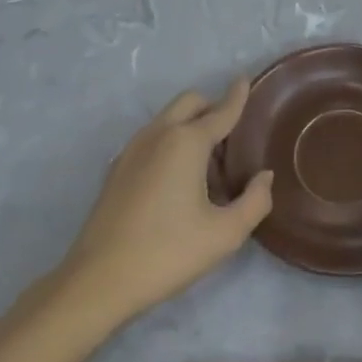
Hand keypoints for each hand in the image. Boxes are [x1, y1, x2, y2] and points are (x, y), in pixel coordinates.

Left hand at [57, 81, 272, 324]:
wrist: (97, 282)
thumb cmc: (167, 253)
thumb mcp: (225, 234)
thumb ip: (255, 201)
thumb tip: (263, 177)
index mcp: (187, 142)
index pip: (221, 110)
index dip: (238, 95)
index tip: (246, 79)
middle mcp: (159, 135)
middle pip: (190, 102)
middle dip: (212, 108)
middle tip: (230, 139)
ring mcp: (132, 150)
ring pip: (168, 119)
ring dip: (191, 126)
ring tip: (207, 168)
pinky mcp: (116, 169)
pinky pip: (152, 139)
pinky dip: (171, 143)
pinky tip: (178, 183)